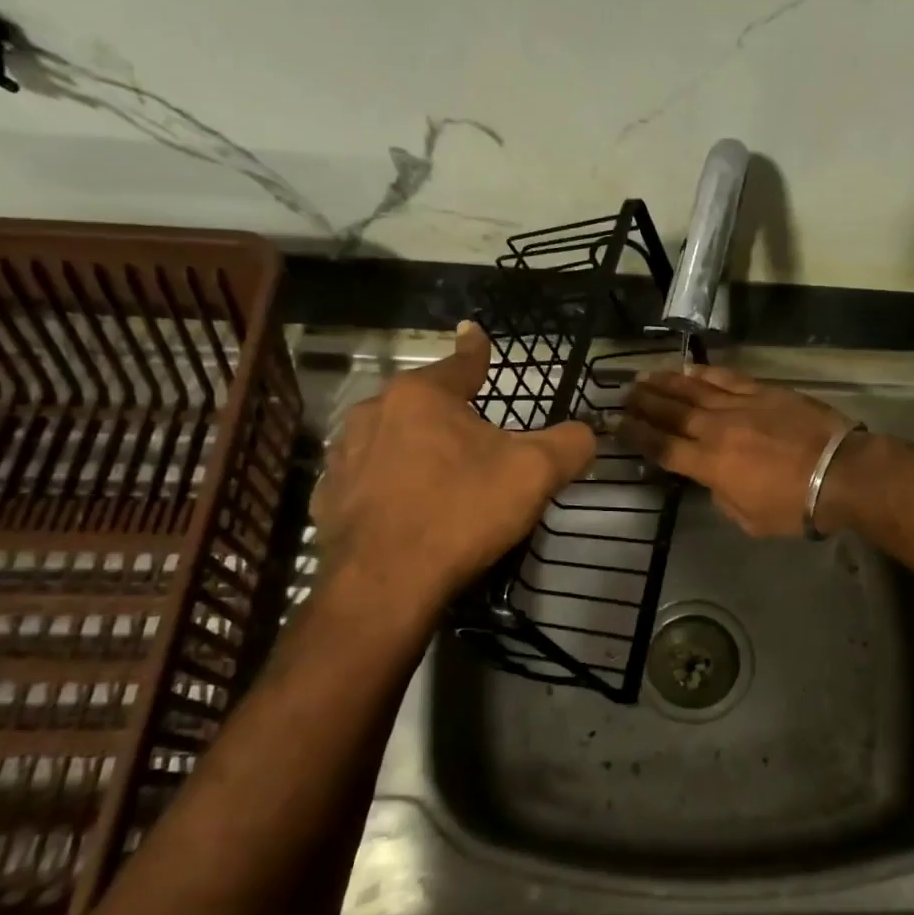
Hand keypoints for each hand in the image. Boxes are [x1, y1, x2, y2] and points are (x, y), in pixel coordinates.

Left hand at [312, 321, 596, 610]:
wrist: (385, 582)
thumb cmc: (462, 511)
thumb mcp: (534, 474)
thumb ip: (568, 444)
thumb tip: (586, 433)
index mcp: (422, 396)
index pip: (461, 363)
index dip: (476, 351)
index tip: (472, 332)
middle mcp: (374, 412)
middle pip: (424, 404)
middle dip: (449, 414)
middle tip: (475, 440)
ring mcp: (345, 455)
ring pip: (392, 439)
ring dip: (416, 448)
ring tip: (441, 477)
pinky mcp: (328, 497)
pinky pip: (368, 478)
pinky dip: (390, 485)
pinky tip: (407, 511)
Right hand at [618, 366, 853, 536]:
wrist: (839, 472)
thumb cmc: (794, 505)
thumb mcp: (749, 519)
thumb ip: (722, 497)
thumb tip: (714, 480)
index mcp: (709, 465)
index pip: (662, 447)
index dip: (636, 435)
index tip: (615, 424)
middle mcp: (716, 430)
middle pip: (671, 412)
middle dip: (643, 403)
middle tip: (623, 395)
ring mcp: (739, 405)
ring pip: (693, 389)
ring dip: (665, 382)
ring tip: (644, 376)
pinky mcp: (762, 390)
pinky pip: (725, 377)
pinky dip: (703, 372)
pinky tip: (687, 369)